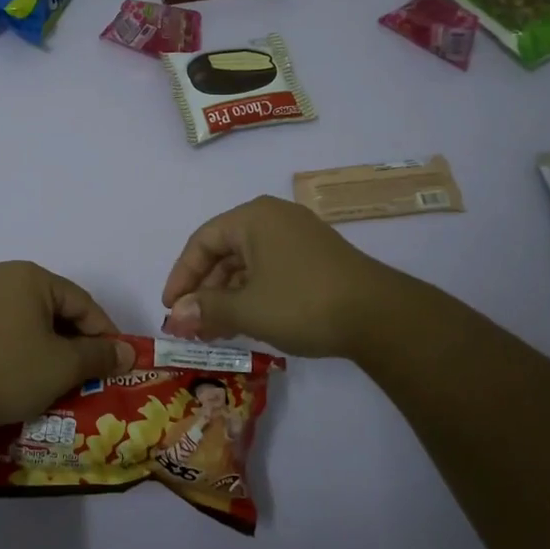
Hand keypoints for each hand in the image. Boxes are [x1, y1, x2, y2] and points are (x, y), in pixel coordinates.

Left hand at [0, 262, 135, 431]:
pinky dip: (26, 346)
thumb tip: (128, 352)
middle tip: (92, 373)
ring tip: (64, 377)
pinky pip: (8, 326)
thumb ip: (100, 355)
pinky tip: (31, 372)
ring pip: (31, 318)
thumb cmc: (8, 370)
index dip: (104, 333)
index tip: (117, 362)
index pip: (81, 302)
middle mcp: (3, 275)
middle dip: (77, 341)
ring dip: (51, 345)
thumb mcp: (63, 366)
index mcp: (30, 276)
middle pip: (55, 307)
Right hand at [161, 195, 414, 357]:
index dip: (181, 276)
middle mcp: (274, 218)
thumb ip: (205, 309)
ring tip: (216, 331)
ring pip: (248, 264)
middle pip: (225, 251)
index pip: (202, 242)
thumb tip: (174, 316)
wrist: (379, 316)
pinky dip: (253, 294)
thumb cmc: (302, 303)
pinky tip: (247, 322)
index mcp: (253, 218)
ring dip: (228, 296)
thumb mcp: (247, 309)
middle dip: (205, 290)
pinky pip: (270, 270)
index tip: (170, 308)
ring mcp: (298, 236)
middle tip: (192, 324)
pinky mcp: (316, 257)